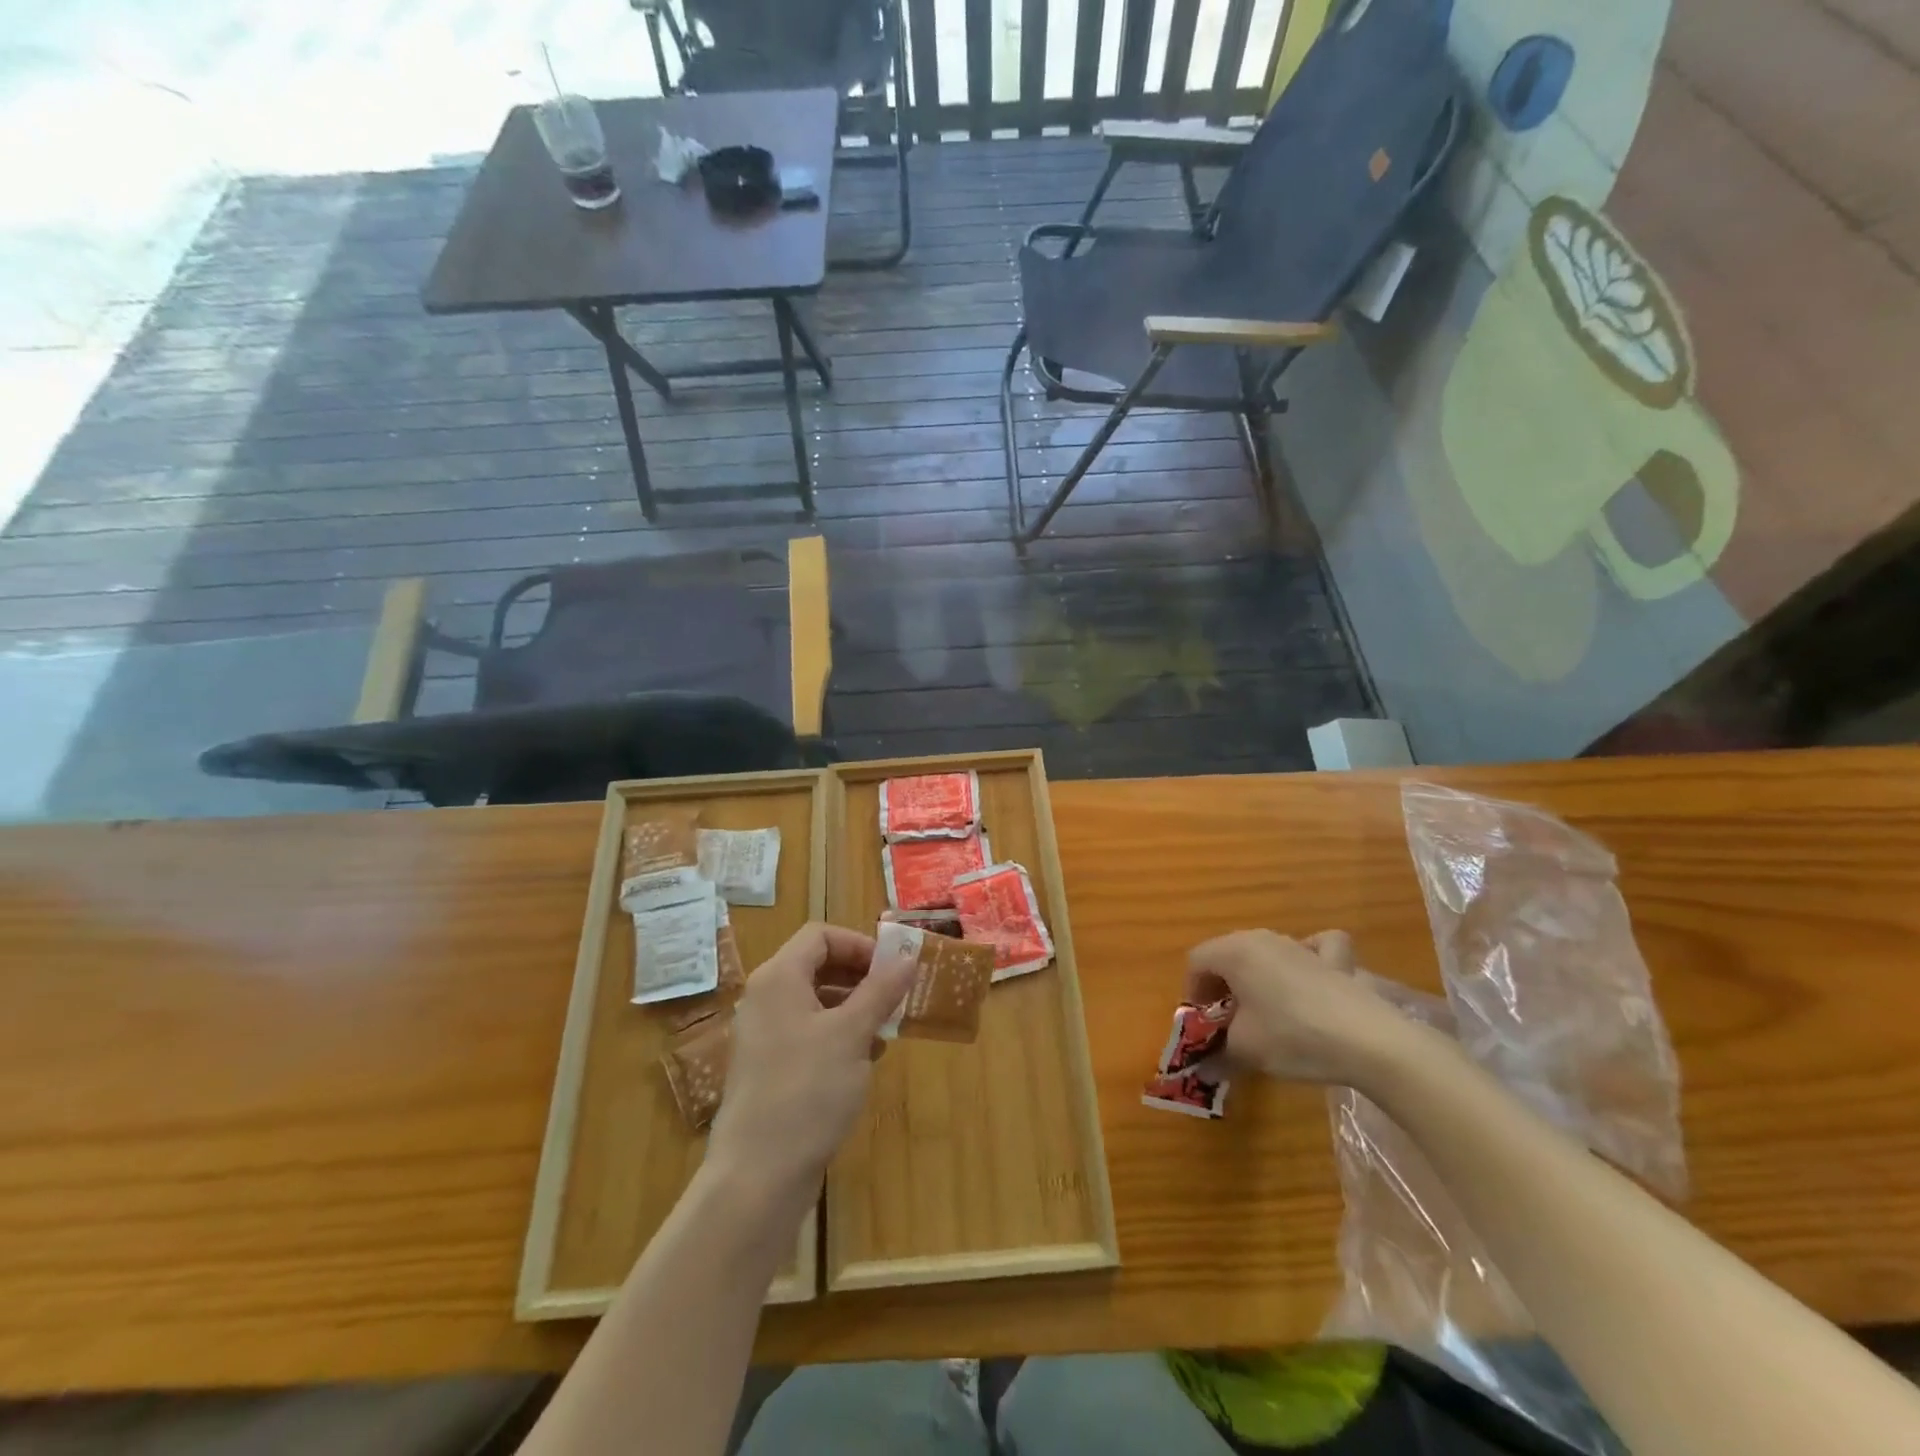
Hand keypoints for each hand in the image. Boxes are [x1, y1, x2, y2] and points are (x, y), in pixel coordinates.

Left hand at [705, 923, 914, 1213]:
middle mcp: (765, 999)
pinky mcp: (769, 1069)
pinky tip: (864, 1061)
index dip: (859, 945)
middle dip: (861, 977)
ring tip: (886, 1031)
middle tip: (895, 998)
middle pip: (817, 966)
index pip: (820, 936)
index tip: (892, 969)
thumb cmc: (807, 1091)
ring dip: (854, 1008)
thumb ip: (881, 990)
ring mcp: (764, 1036)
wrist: (758, 1176)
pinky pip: (808, 1034)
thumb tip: (907, 956)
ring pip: (815, 1002)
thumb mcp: (852, 1034)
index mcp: (778, 979)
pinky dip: (838, 1036)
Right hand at [1186, 929, 1408, 1086]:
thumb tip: (1201, 1072)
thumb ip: (1216, 1057)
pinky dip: (1308, 955)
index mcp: (1233, 952)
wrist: (1369, 1041)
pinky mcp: (1335, 959)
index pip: (1196, 963)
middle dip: (1221, 986)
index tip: (1202, 1025)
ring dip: (1255, 977)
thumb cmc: (1292, 1037)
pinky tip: (1310, 974)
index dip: (1192, 993)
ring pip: (1264, 951)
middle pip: (1227, 954)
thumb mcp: (1245, 1051)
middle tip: (1227, 1022)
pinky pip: (1314, 946)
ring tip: (1264, 1012)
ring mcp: (1301, 944)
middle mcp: (1263, 938)